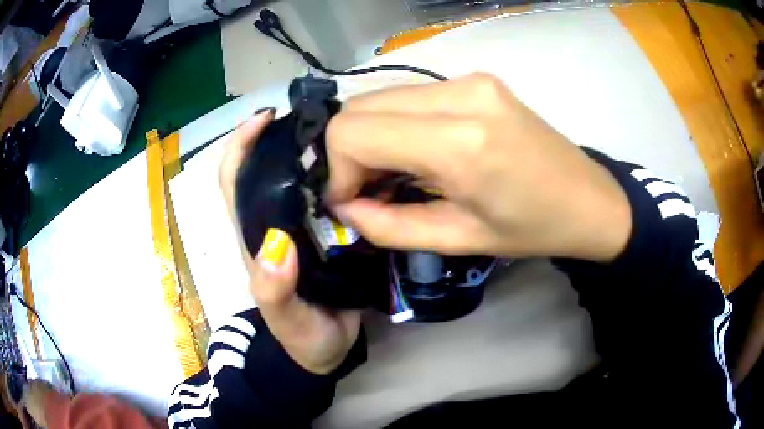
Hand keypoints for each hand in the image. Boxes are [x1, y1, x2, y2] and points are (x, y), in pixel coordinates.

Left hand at [219, 110, 360, 374]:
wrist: (326, 352)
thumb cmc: (300, 337)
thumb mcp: (285, 318)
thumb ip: (274, 289)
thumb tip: (277, 244)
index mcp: (255, 237)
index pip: (234, 181)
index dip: (241, 146)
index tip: (265, 118)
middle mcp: (274, 224)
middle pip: (267, 169)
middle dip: (283, 137)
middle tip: (319, 118)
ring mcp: (302, 229)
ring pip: (301, 180)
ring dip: (315, 152)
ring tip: (346, 134)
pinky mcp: (329, 236)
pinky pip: (332, 198)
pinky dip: (342, 177)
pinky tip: (365, 168)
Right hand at [326, 73, 631, 261]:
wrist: (589, 199)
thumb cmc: (533, 229)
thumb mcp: (459, 240)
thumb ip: (390, 226)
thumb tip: (345, 207)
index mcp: (460, 142)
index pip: (353, 132)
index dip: (337, 169)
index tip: (351, 200)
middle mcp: (460, 94)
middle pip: (359, 107)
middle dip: (350, 153)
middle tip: (370, 189)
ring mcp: (469, 79)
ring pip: (381, 98)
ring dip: (372, 137)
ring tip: (395, 174)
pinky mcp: (475, 79)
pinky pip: (409, 96)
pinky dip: (396, 124)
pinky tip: (418, 152)